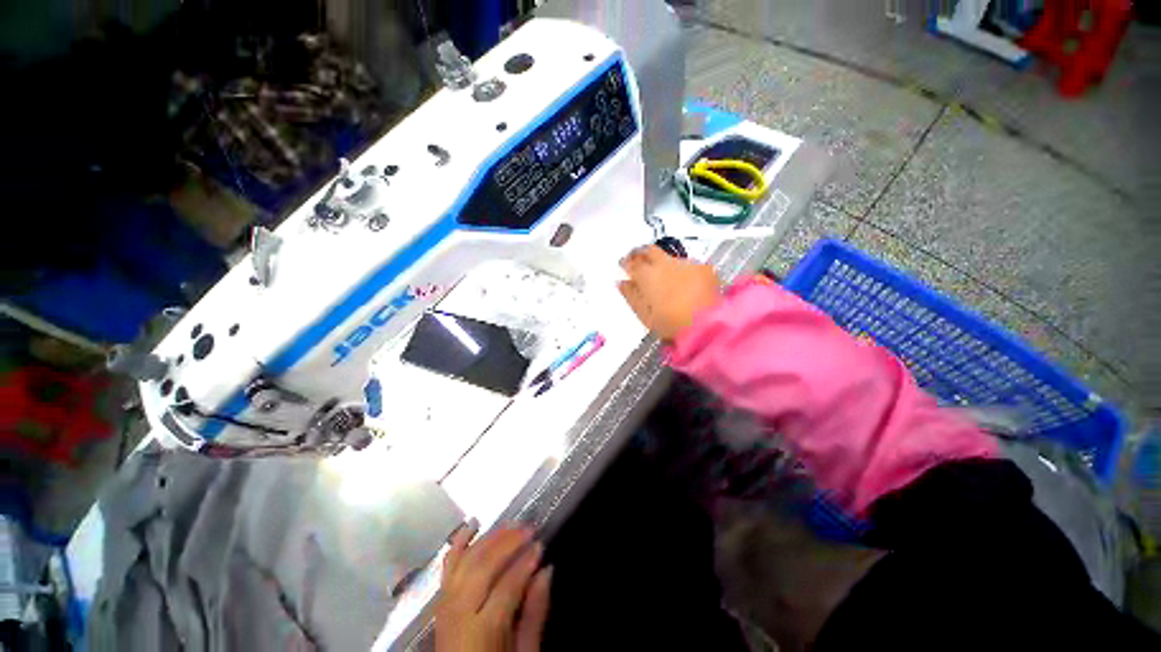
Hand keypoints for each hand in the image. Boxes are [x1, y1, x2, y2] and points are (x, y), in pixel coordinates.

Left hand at [436, 524, 551, 651]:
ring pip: (466, 561)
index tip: (541, 545)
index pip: (505, 588)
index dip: (524, 563)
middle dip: (507, 543)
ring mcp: (445, 606)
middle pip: (482, 568)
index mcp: (482, 632)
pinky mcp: (440, 601)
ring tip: (511, 525)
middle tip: (529, 528)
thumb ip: (535, 613)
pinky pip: (448, 567)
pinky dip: (459, 543)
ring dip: (489, 539)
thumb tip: (547, 570)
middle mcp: (458, 614)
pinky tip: (472, 525)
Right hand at [618, 245, 721, 341]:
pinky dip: (683, 270)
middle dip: (642, 254)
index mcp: (647, 275)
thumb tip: (621, 282)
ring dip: (663, 263)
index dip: (626, 262)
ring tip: (664, 276)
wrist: (707, 325)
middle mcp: (665, 263)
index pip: (631, 262)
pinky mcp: (703, 268)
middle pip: (650, 250)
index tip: (623, 265)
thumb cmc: (670, 324)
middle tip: (639, 262)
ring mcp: (686, 263)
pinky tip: (685, 282)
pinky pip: (688, 264)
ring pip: (670, 257)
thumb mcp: (644, 314)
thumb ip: (631, 295)